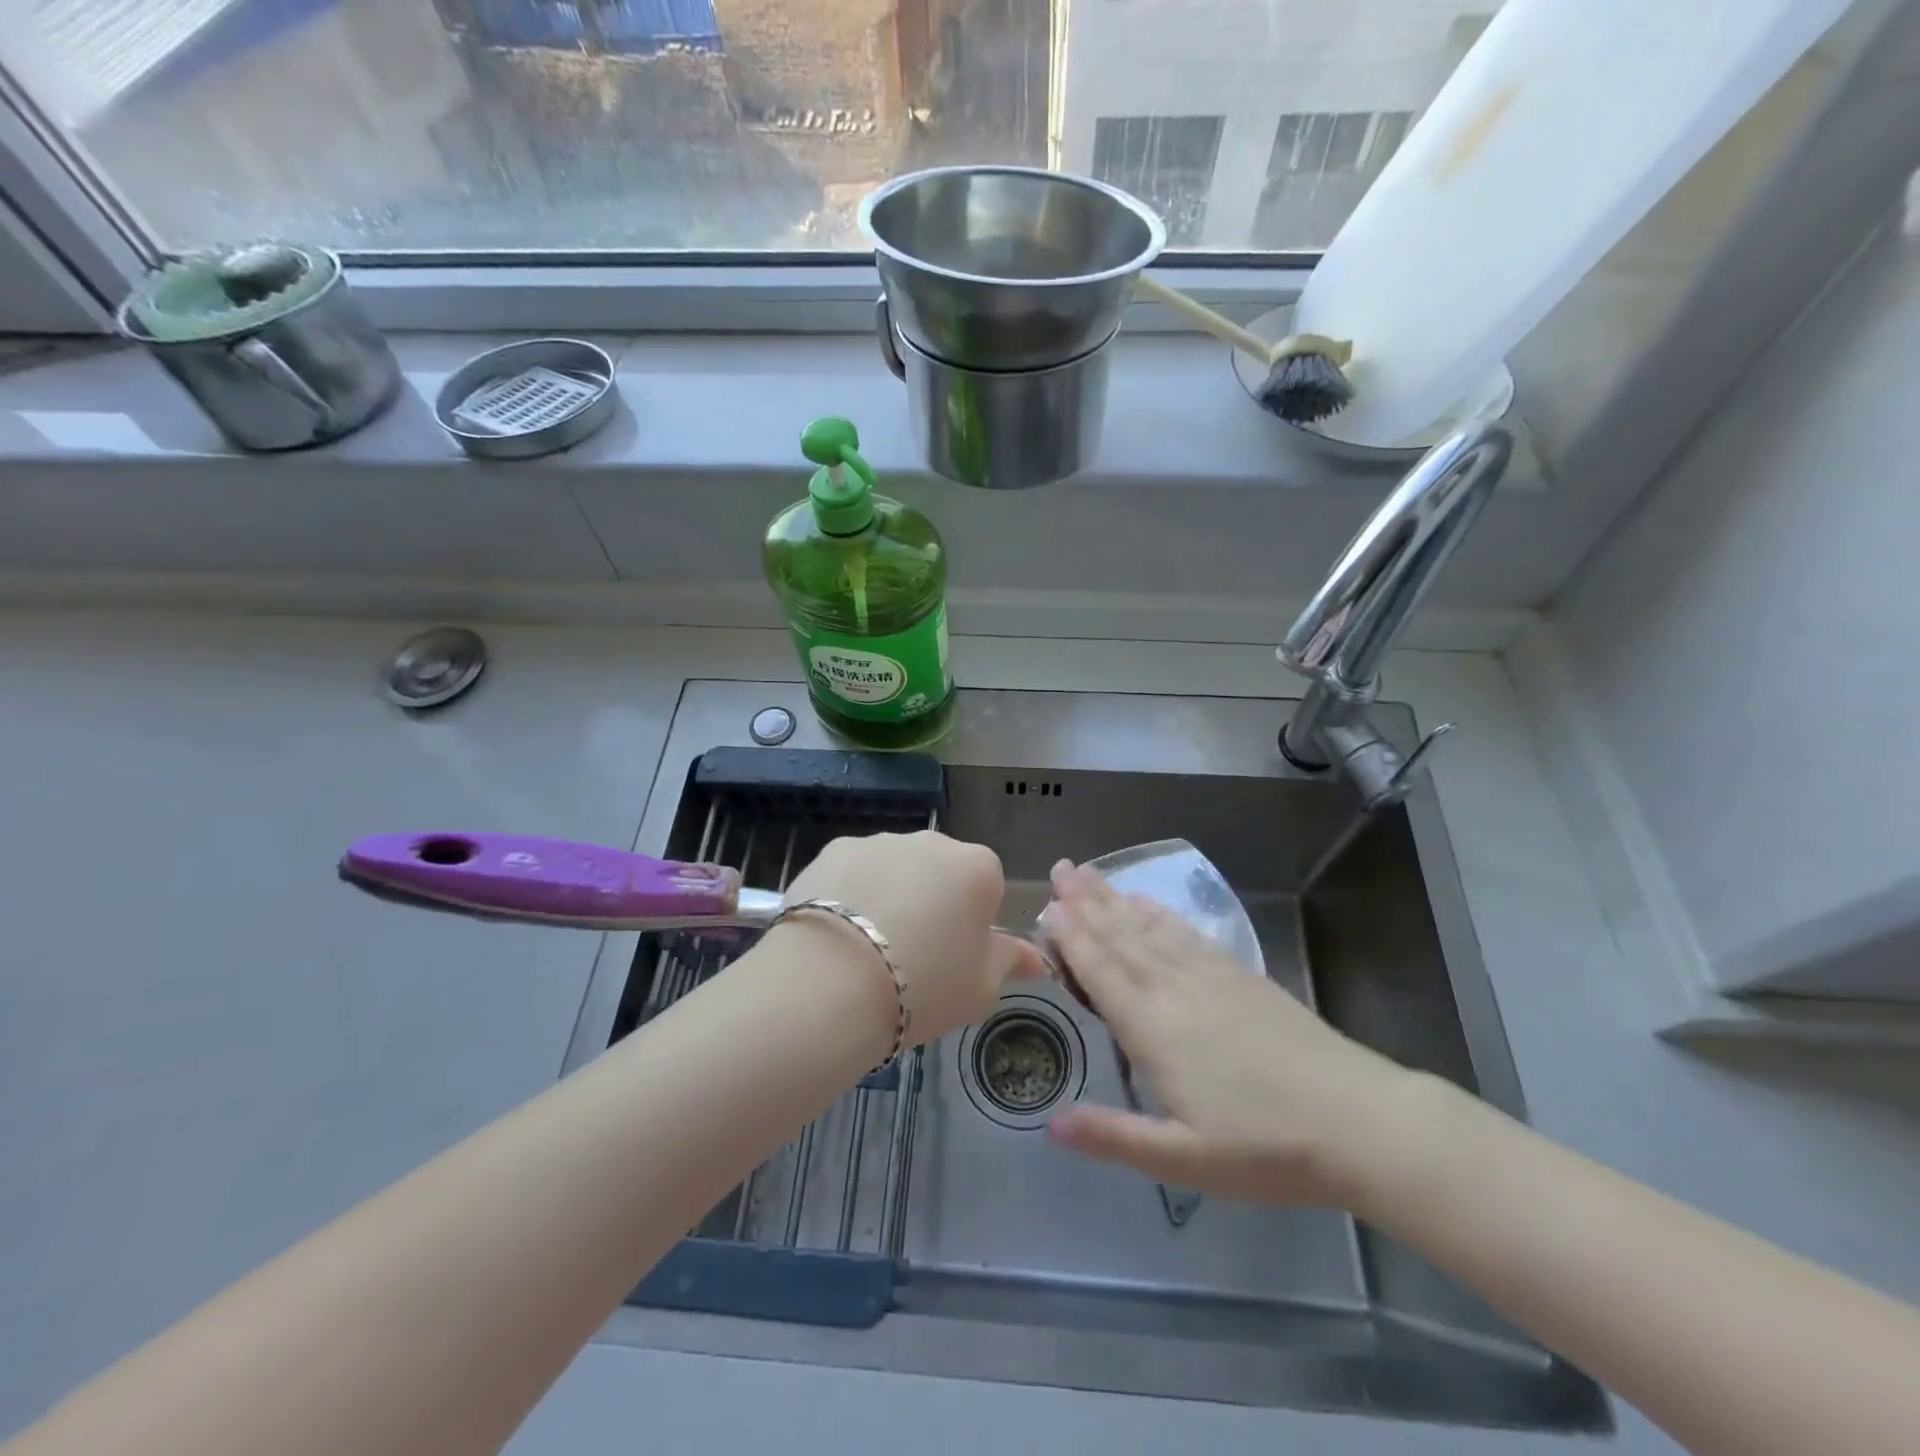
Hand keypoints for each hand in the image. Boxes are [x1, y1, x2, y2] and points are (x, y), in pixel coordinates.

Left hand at [781, 831, 1044, 1047]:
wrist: (831, 982)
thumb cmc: (923, 986)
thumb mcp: (980, 989)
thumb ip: (1009, 962)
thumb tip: (1035, 957)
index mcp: (979, 869)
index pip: (988, 888)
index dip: (972, 925)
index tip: (953, 958)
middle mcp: (933, 841)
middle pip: (940, 871)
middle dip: (932, 902)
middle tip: (911, 955)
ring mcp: (880, 841)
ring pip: (895, 868)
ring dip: (890, 894)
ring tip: (866, 949)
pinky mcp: (833, 849)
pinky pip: (853, 871)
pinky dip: (849, 893)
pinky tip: (835, 934)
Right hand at [1043, 861, 1422, 1206]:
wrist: (1360, 1123)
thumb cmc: (1266, 1148)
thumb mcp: (1185, 1159)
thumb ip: (1115, 1138)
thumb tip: (1049, 1125)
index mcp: (1154, 1028)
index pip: (1103, 971)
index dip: (1072, 938)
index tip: (1047, 906)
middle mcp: (1175, 989)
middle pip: (1122, 937)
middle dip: (1086, 903)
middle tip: (1060, 869)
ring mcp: (1211, 976)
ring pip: (1151, 928)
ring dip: (1116, 899)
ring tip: (1090, 874)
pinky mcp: (1241, 976)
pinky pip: (1188, 933)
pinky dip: (1161, 913)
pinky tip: (1149, 901)